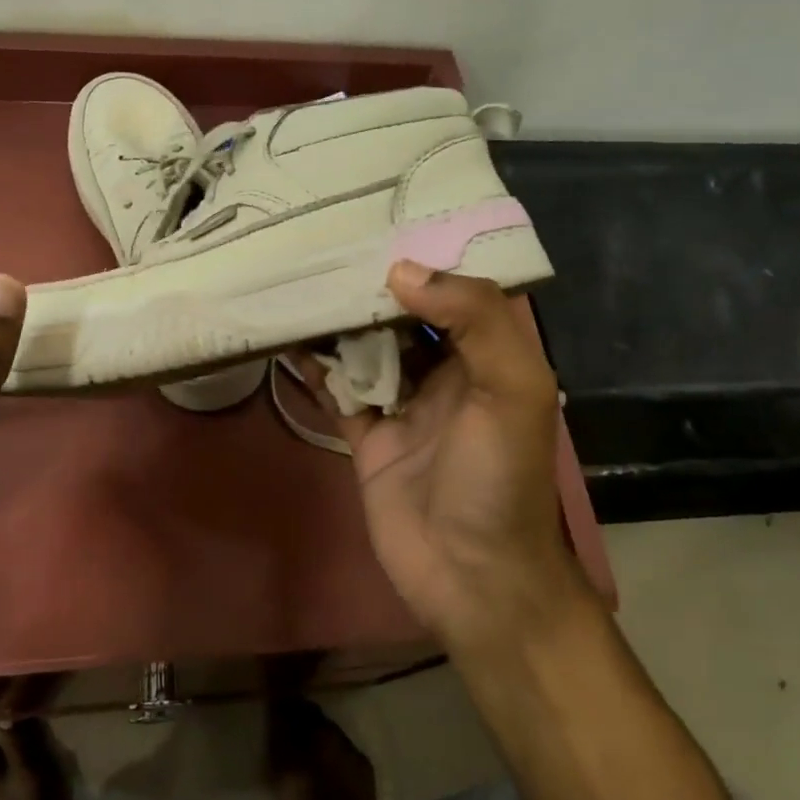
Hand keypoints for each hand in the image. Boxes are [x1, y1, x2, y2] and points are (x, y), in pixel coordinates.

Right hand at [296, 262, 590, 648]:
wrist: (471, 575)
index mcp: (488, 357)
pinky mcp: (367, 438)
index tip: (380, 223)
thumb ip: (474, 320)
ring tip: (297, 281)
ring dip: (337, 322)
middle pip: (402, 317)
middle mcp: (446, 374)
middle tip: (323, 246)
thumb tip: (401, 272)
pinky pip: (338, 392)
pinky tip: (286, 339)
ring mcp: (403, 406)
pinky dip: (315, 368)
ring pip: (366, 350)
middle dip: (369, 286)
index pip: (455, 292)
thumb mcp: (513, 389)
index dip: (424, 259)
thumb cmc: (499, 478)